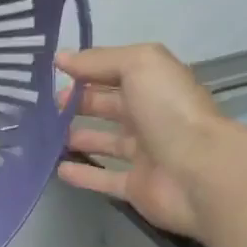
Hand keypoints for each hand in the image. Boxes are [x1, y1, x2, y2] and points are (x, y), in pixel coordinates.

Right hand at [56, 43, 230, 238]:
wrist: (200, 172)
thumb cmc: (170, 111)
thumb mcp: (139, 65)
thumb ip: (100, 60)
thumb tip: (61, 58)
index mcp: (155, 86)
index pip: (117, 73)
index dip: (88, 71)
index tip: (54, 74)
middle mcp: (151, 117)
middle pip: (110, 106)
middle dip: (80, 103)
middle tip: (47, 107)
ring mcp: (145, 155)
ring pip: (105, 142)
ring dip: (78, 137)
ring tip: (46, 135)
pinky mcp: (136, 187)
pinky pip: (104, 179)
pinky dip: (82, 175)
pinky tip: (58, 169)